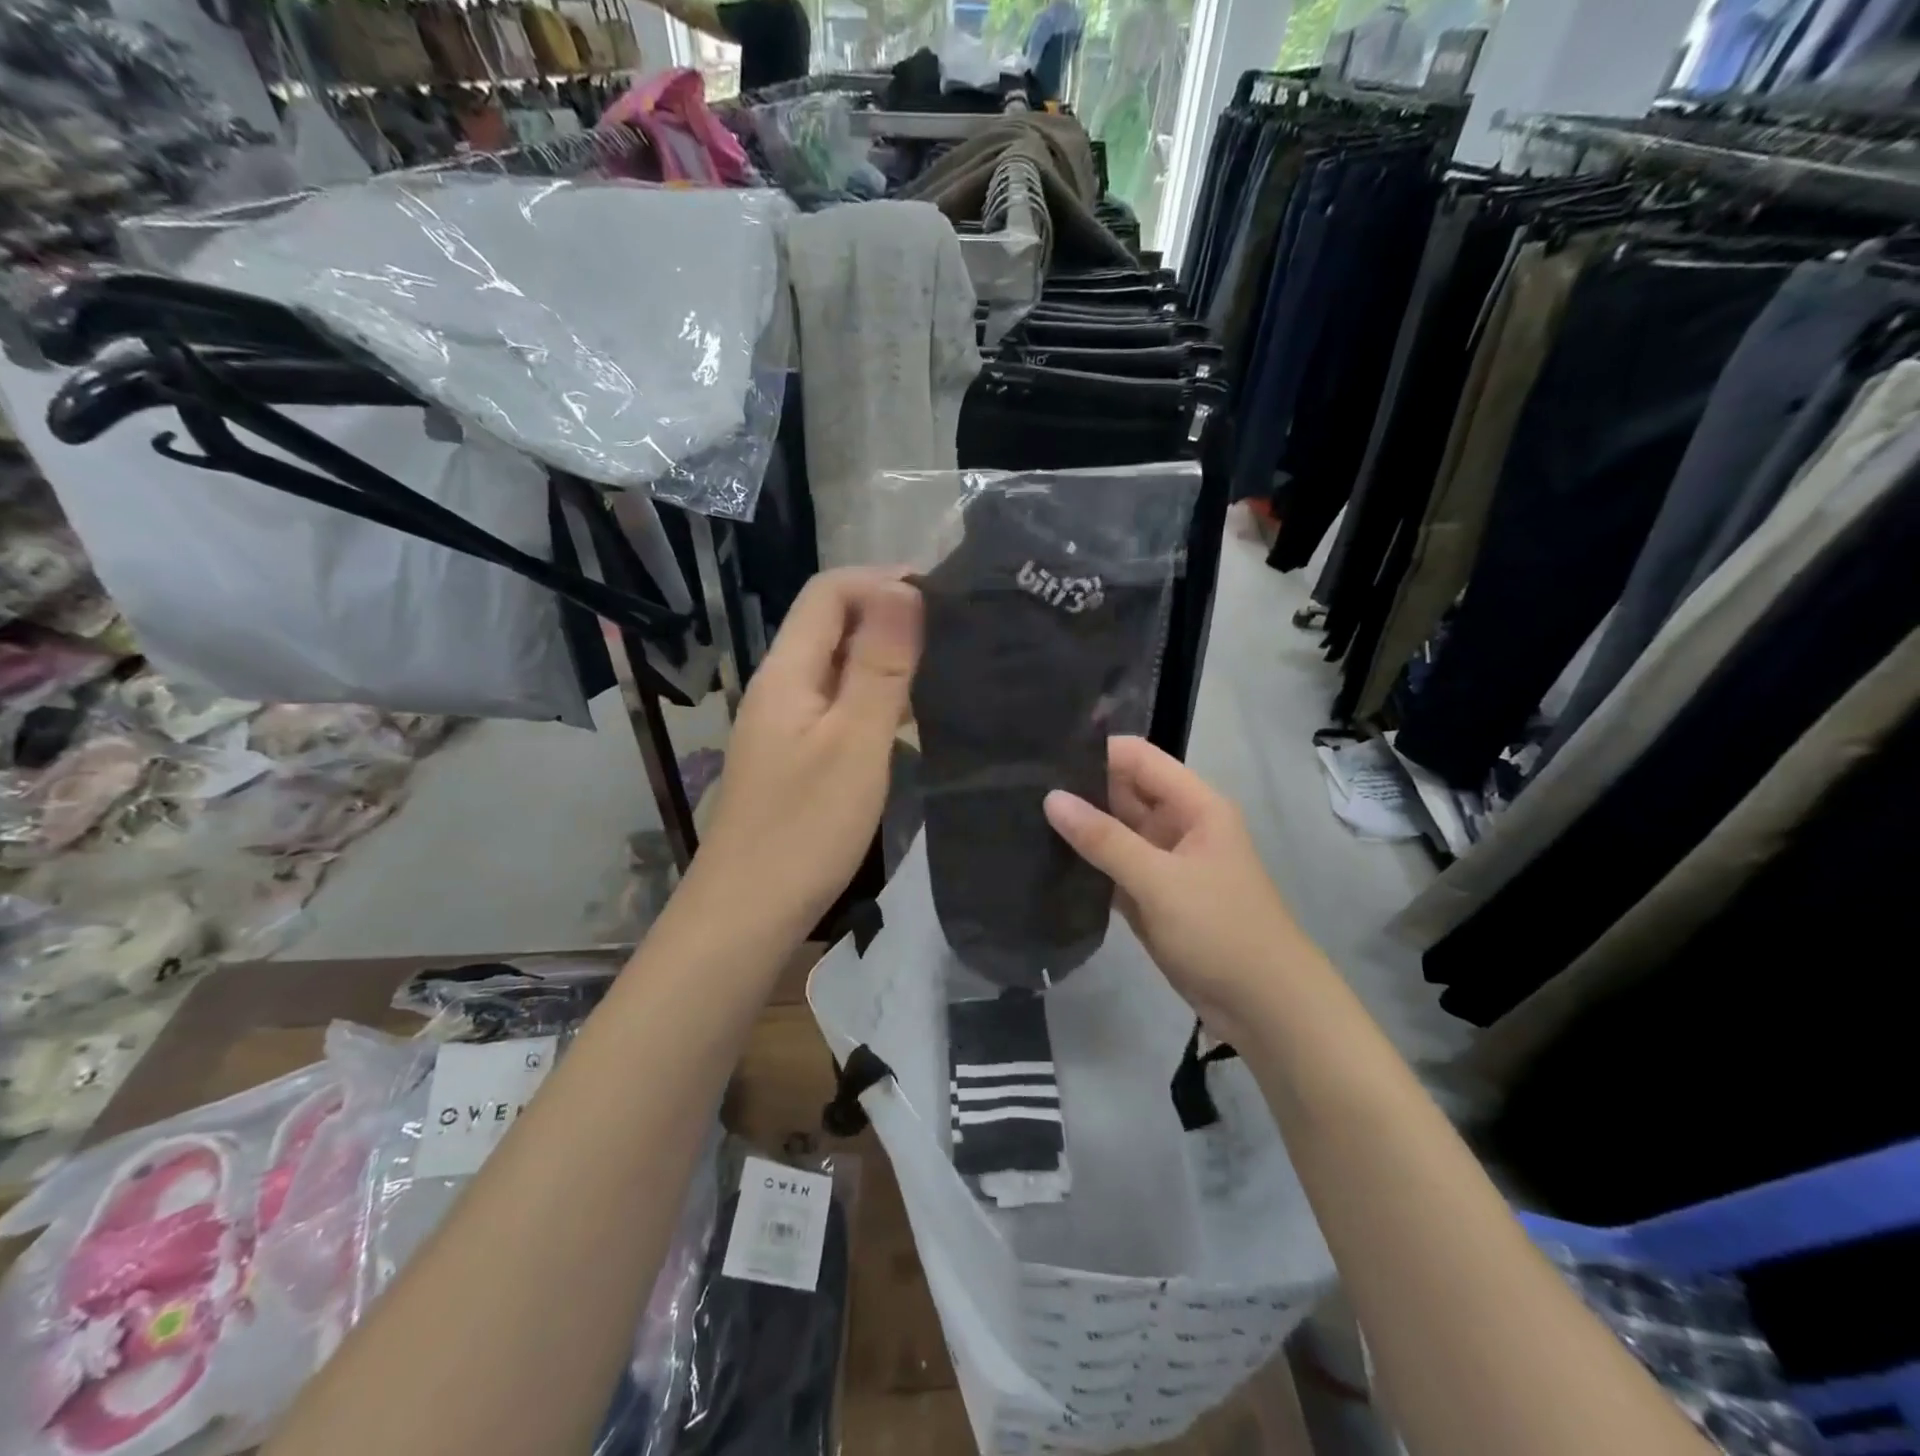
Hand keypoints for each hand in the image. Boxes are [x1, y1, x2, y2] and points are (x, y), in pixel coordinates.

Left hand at [689, 569, 921, 935]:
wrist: (748, 913)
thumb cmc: (805, 828)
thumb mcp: (855, 741)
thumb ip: (880, 666)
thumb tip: (904, 589)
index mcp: (787, 671)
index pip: (829, 591)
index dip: (883, 580)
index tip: (945, 595)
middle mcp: (781, 686)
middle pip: (832, 623)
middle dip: (890, 613)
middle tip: (956, 630)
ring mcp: (785, 723)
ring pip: (837, 665)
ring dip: (886, 656)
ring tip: (945, 666)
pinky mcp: (795, 756)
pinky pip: (838, 704)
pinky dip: (875, 696)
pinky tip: (911, 718)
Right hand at [1044, 736, 1319, 1042]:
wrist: (1265, 1008)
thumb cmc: (1221, 930)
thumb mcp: (1161, 880)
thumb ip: (1104, 839)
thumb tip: (1051, 798)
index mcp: (1194, 805)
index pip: (1138, 758)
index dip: (1095, 752)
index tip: (1041, 758)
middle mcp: (1178, 825)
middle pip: (1122, 793)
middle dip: (1078, 790)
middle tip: (1018, 789)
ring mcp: (1163, 862)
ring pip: (1114, 832)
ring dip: (1078, 829)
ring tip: (1020, 817)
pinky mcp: (1151, 896)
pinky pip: (1112, 868)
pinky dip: (1086, 865)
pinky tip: (1043, 859)